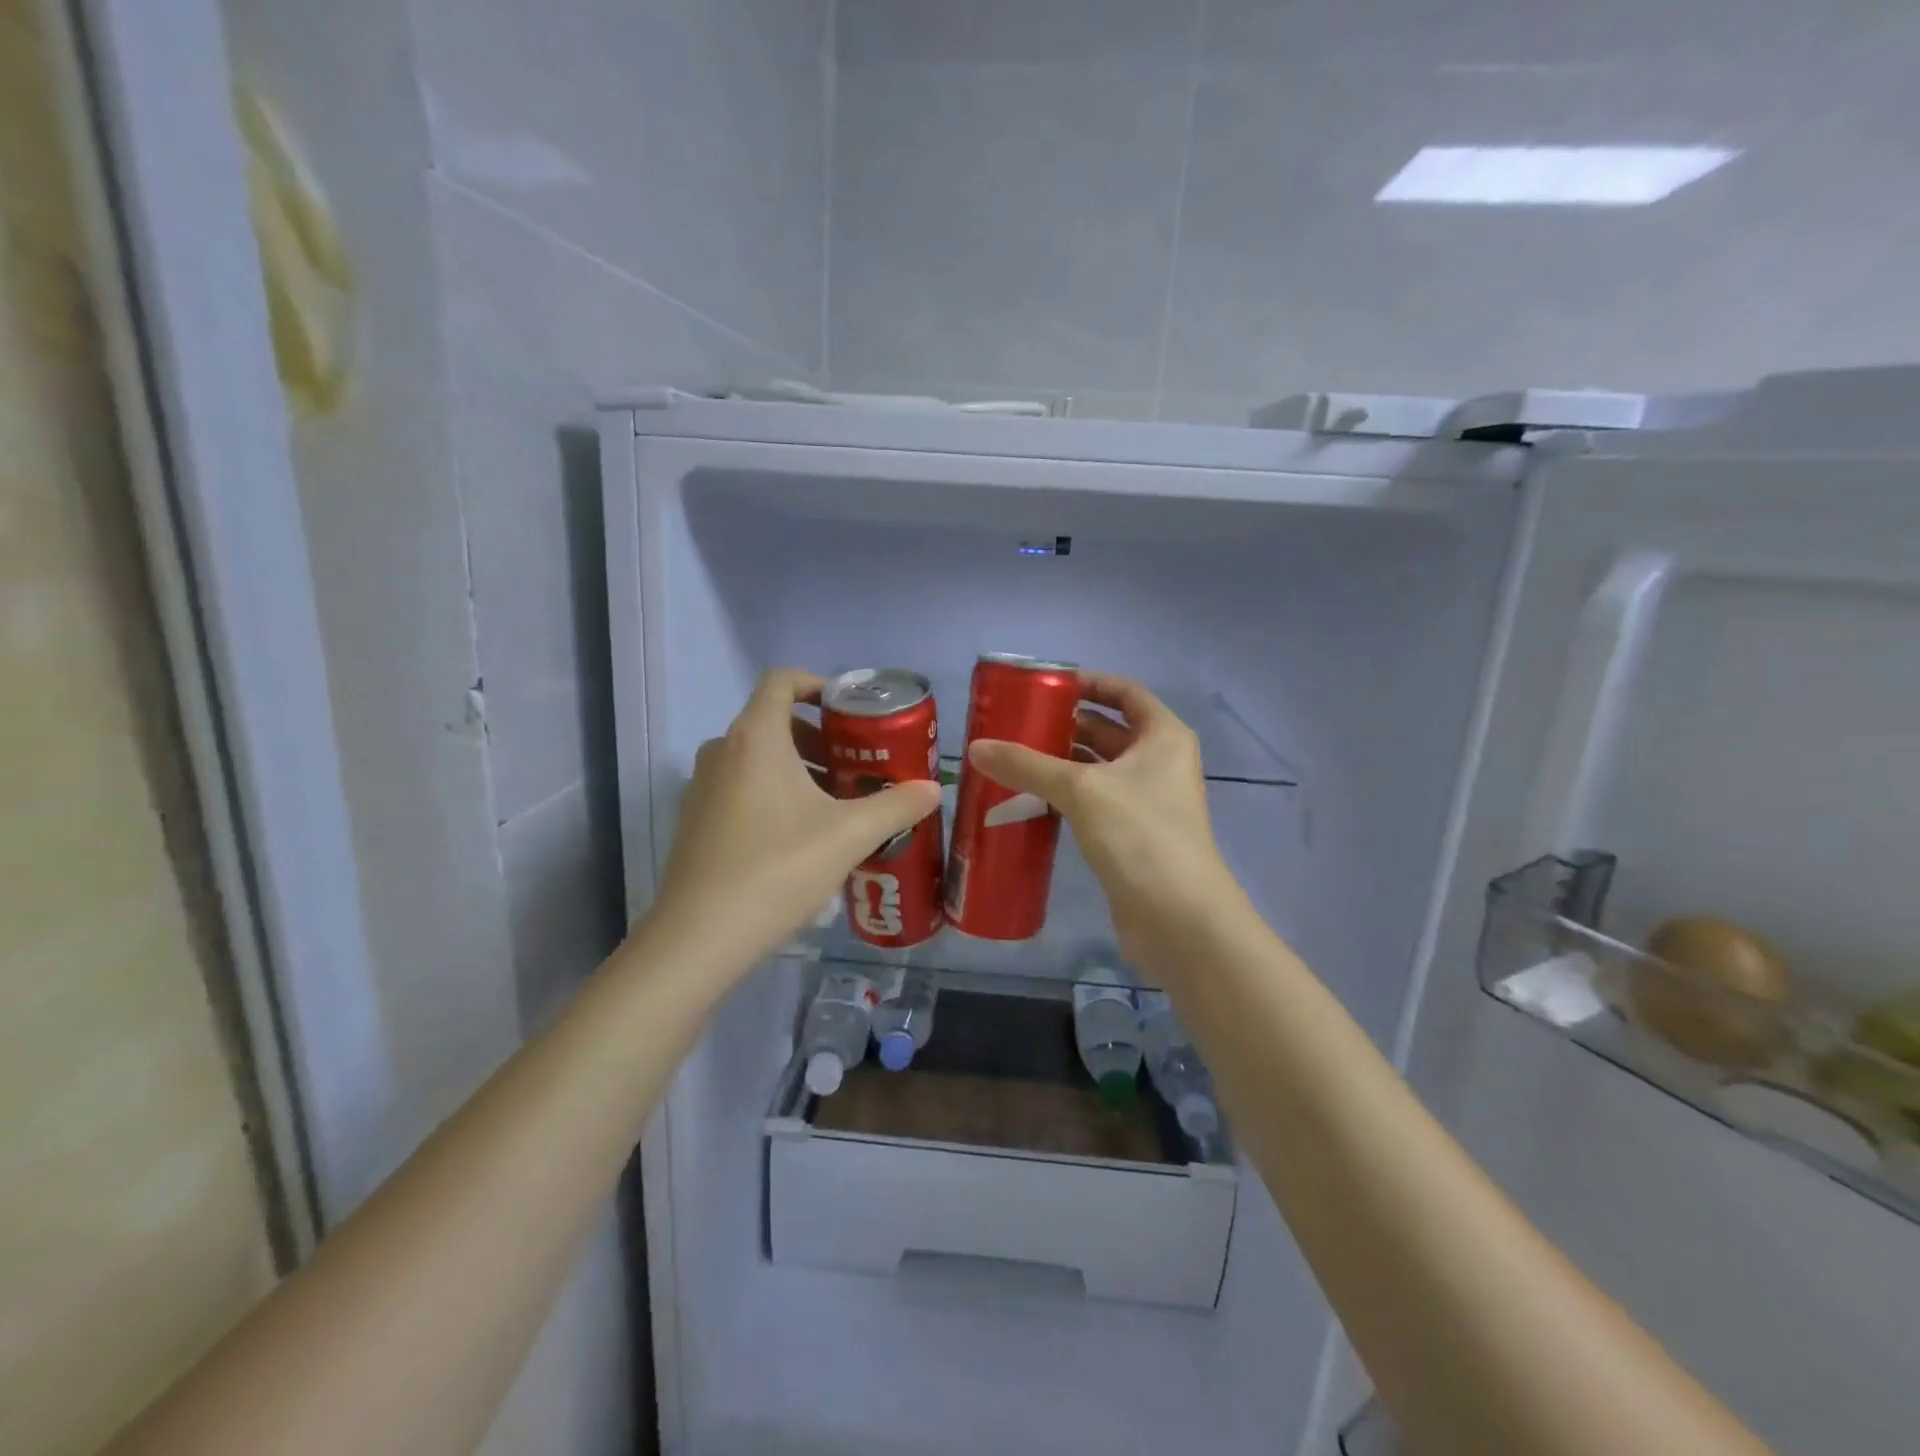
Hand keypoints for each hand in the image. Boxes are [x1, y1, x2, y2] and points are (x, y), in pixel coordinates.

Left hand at [648, 668, 941, 971]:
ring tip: (838, 804)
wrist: (699, 937)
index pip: (782, 680)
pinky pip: (741, 785)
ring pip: (759, 757)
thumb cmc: (778, 869)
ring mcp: (703, 785)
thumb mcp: (848, 836)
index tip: (851, 711)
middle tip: (858, 766)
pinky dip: (774, 792)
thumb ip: (896, 806)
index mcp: (757, 738)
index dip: (818, 684)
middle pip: (775, 721)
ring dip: (800, 768)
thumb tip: (932, 789)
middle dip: (821, 737)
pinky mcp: (696, 819)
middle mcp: (723, 750)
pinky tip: (802, 836)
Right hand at [968, 674, 1241, 961]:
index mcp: (1163, 736)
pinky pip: (1093, 802)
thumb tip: (976, 747)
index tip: (1045, 684)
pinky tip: (1027, 799)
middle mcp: (1159, 762)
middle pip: (1108, 730)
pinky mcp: (1131, 835)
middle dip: (1064, 725)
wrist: (1178, 919)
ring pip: (1098, 769)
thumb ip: (1028, 765)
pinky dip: (1064, 796)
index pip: (1125, 691)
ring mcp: (1147, 801)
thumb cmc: (1140, 836)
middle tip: (1014, 723)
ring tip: (1011, 757)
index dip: (1088, 682)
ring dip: (1060, 763)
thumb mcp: (1081, 790)